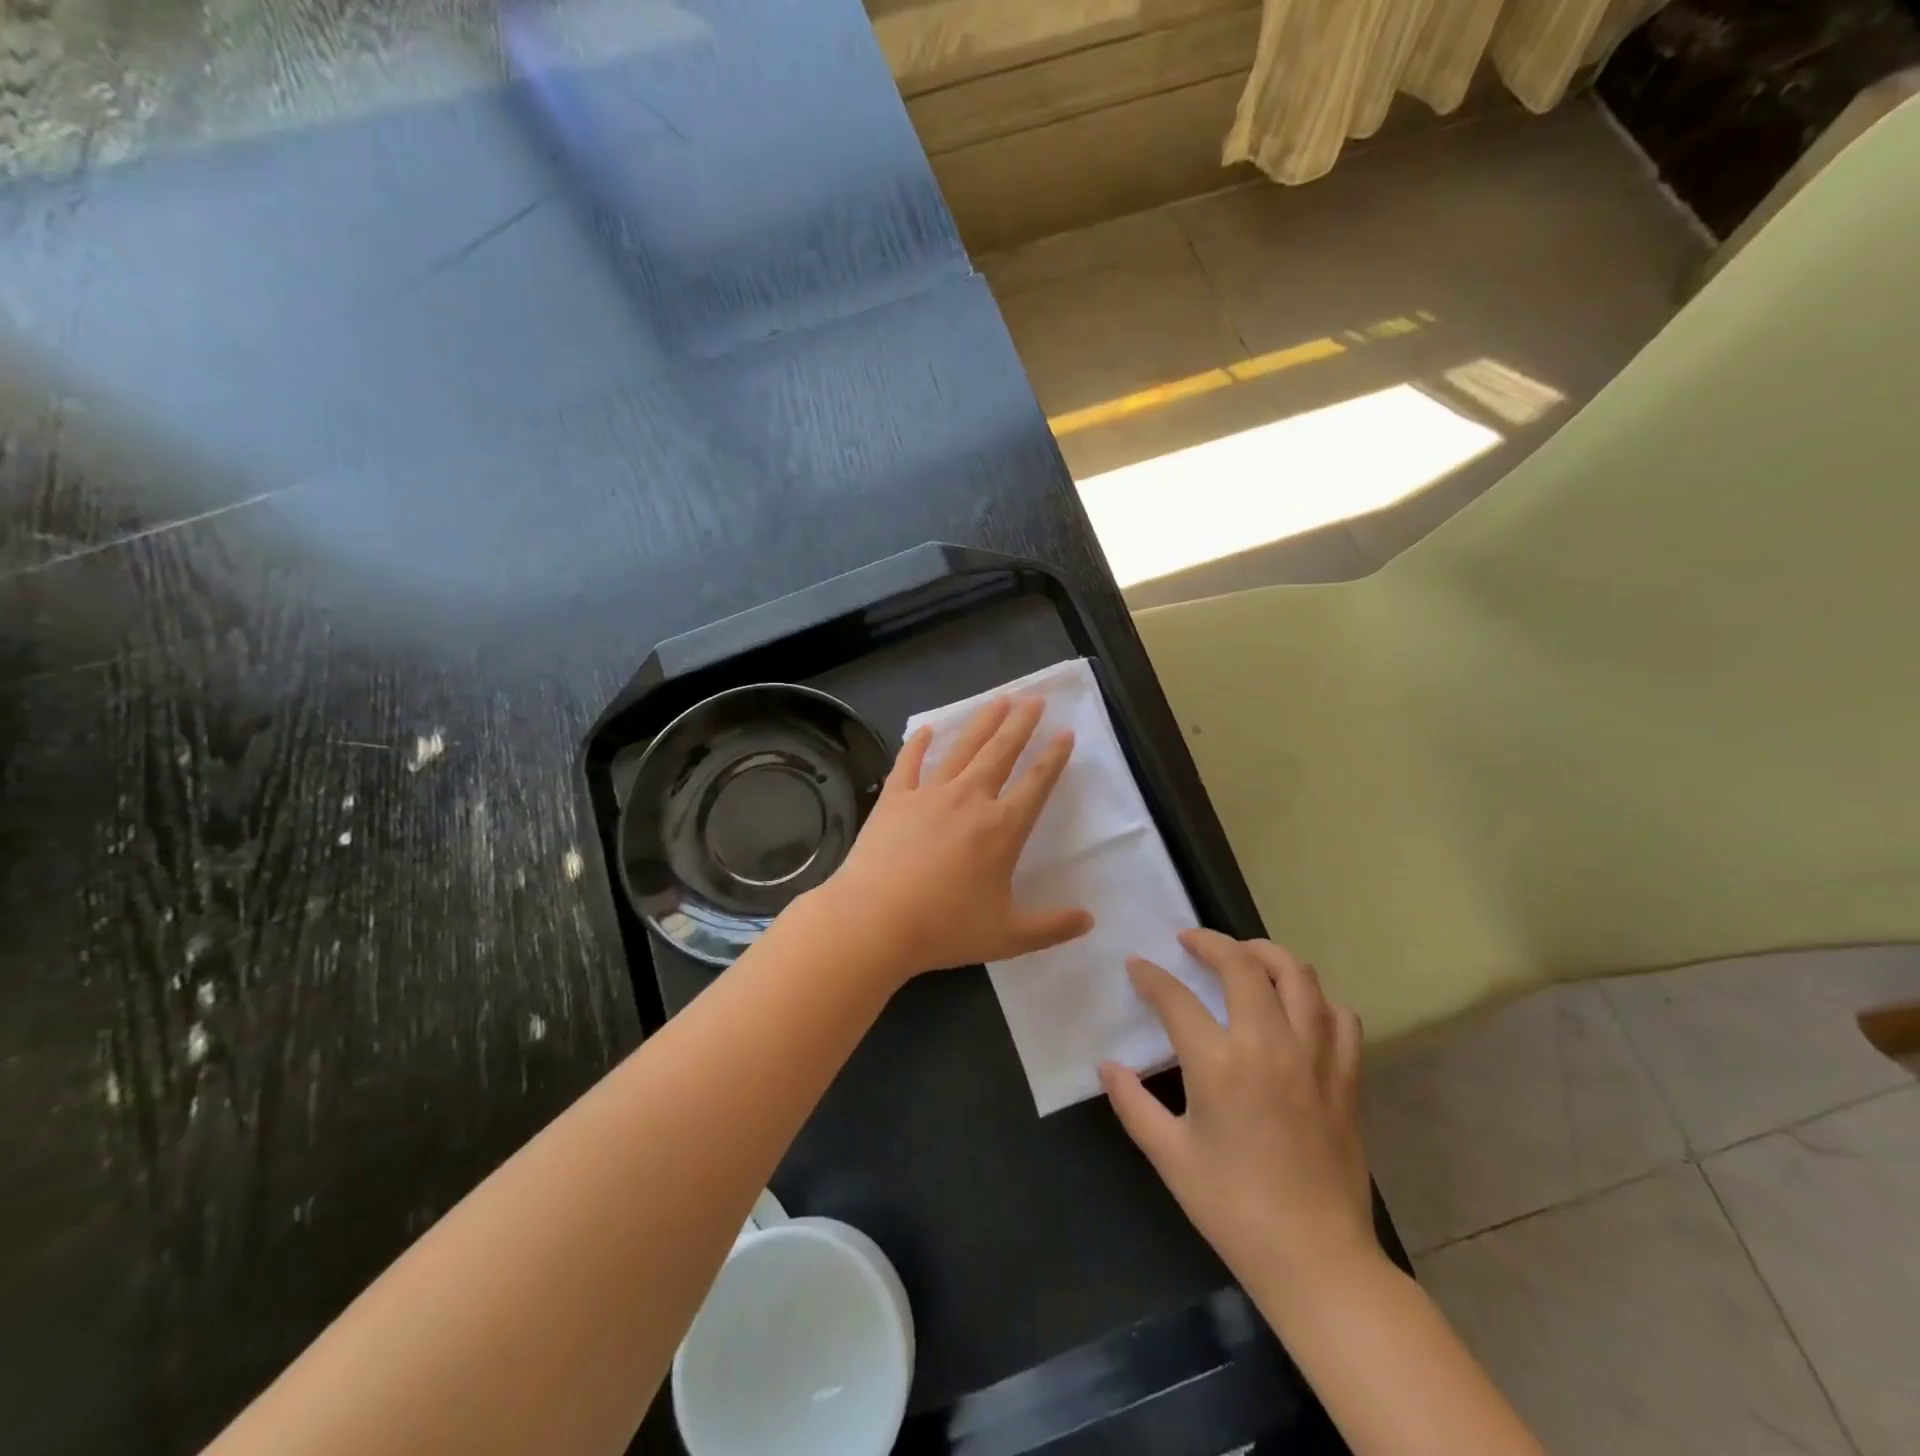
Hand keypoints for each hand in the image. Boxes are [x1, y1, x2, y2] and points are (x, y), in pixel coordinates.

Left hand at [814, 695, 1093, 982]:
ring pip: (962, 749)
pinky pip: (909, 763)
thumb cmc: (944, 928)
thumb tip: (1089, 919)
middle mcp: (969, 800)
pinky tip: (924, 729)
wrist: (874, 920)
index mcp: (1002, 829)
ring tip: (998, 700)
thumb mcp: (1007, 936)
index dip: (1053, 758)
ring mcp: (929, 794)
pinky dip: (917, 744)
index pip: (1036, 784)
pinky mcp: (894, 799)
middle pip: (1001, 752)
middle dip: (1021, 724)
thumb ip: (1051, 927)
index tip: (1065, 734)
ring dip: (982, 723)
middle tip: (1035, 699)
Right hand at [1101, 930, 1375, 1292]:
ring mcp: (1315, 1058)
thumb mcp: (1169, 1156)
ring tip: (1244, 956)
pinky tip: (1297, 1008)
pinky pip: (1339, 1017)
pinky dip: (1316, 1000)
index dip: (1151, 976)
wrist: (1316, 1260)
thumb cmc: (1233, 1208)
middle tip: (1189, 941)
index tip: (1137, 965)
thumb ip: (1132, 1103)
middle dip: (1210, 942)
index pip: (1176, 998)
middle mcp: (1269, 1045)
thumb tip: (1106, 1065)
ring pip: (1299, 976)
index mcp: (1219, 1065)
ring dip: (1267, 954)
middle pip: (1243, 965)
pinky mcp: (1346, 1077)